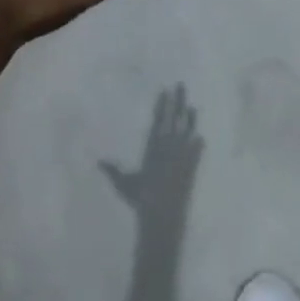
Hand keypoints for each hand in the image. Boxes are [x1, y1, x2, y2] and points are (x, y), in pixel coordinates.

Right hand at [98, 86, 201, 214]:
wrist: (163, 215)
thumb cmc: (141, 198)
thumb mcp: (124, 184)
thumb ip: (113, 171)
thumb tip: (98, 160)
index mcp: (153, 147)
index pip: (159, 121)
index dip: (162, 105)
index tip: (165, 91)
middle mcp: (169, 147)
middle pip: (175, 119)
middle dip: (178, 101)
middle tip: (181, 85)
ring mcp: (182, 156)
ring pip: (187, 131)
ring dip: (190, 118)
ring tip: (192, 106)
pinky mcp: (191, 167)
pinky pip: (197, 151)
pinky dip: (198, 144)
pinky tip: (201, 137)